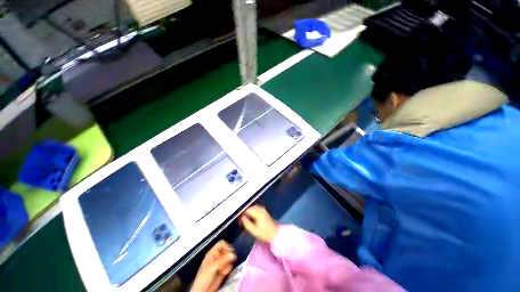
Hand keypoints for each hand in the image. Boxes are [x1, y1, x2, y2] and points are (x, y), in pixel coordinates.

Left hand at [191, 240, 236, 291]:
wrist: (204, 291)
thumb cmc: (205, 277)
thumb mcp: (213, 267)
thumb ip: (223, 259)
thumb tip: (233, 254)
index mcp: (213, 252)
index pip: (222, 243)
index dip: (226, 246)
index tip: (229, 252)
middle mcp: (217, 256)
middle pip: (227, 250)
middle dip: (228, 257)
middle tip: (227, 262)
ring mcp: (221, 263)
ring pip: (229, 258)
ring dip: (228, 264)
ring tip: (223, 270)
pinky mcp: (224, 270)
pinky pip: (229, 266)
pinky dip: (228, 269)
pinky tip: (224, 274)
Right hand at [240, 205, 278, 243]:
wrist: (275, 234)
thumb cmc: (264, 234)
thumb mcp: (254, 231)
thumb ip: (247, 224)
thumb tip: (242, 218)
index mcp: (258, 214)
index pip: (248, 210)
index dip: (243, 213)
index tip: (241, 219)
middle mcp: (261, 210)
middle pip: (251, 207)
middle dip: (246, 212)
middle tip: (243, 218)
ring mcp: (264, 210)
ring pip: (254, 207)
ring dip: (250, 211)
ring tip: (247, 218)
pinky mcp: (265, 211)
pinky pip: (257, 208)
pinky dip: (254, 211)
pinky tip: (253, 216)